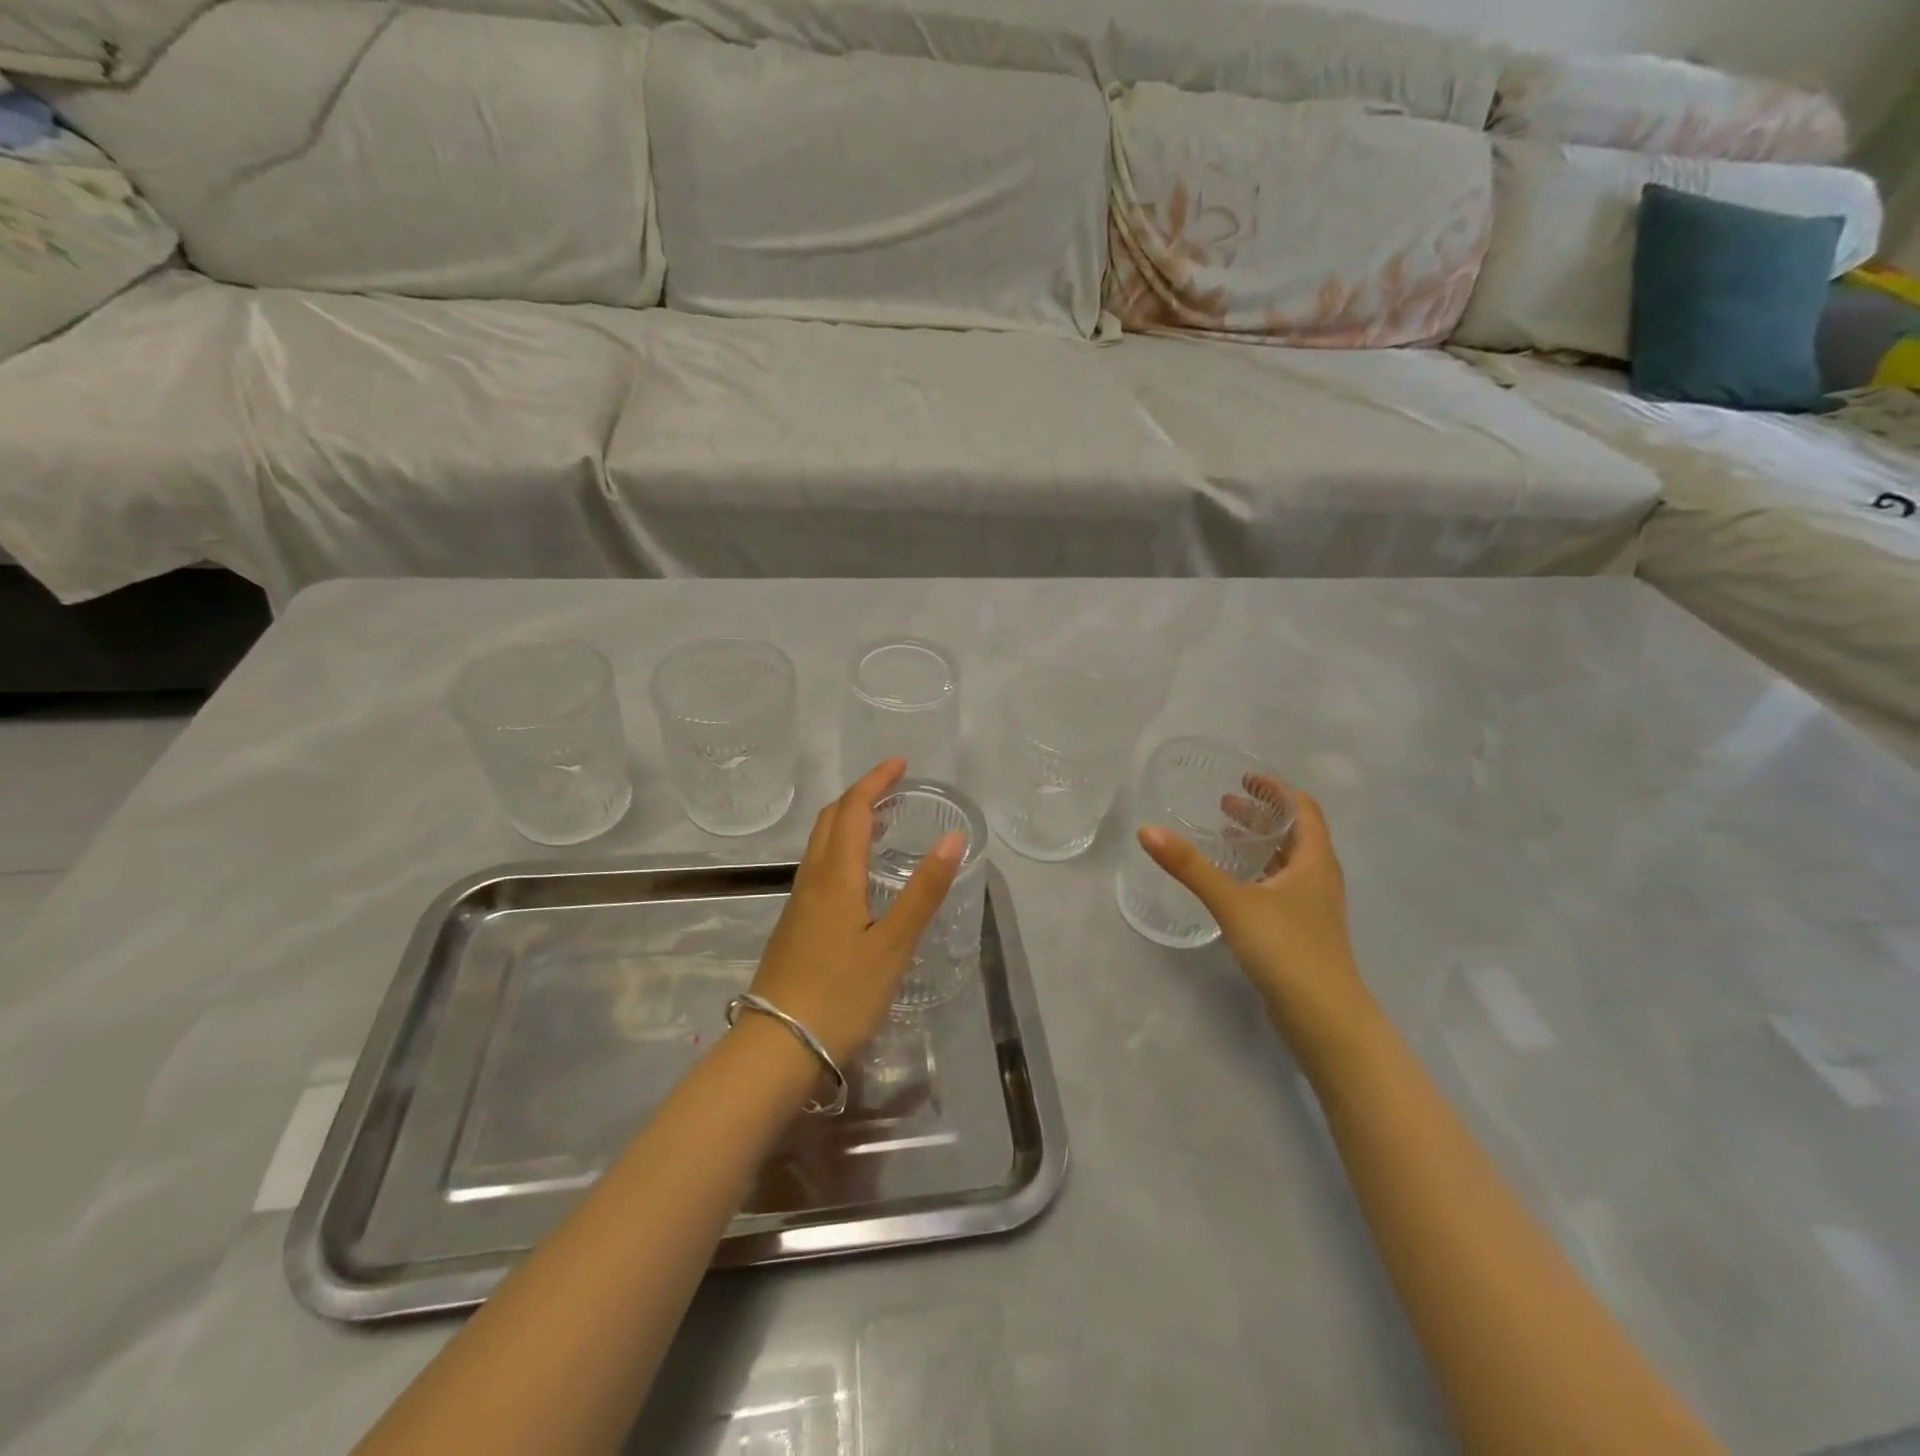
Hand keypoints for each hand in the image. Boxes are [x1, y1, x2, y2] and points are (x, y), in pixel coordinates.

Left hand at [744, 759, 963, 1067]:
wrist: (778, 1048)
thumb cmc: (842, 994)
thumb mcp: (893, 944)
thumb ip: (923, 890)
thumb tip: (953, 837)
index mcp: (835, 876)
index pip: (853, 810)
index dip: (875, 781)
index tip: (900, 763)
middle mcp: (812, 880)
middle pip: (830, 820)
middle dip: (860, 795)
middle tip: (892, 787)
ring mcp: (798, 904)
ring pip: (820, 844)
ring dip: (848, 821)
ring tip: (880, 822)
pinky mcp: (795, 927)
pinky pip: (818, 868)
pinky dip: (841, 849)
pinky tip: (859, 873)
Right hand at [1139, 779, 1378, 1053]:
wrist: (1325, 1020)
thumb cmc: (1287, 949)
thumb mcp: (1234, 902)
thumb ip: (1190, 867)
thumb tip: (1147, 831)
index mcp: (1314, 861)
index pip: (1303, 809)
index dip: (1276, 790)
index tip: (1244, 778)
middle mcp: (1318, 878)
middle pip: (1294, 834)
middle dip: (1261, 815)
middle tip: (1224, 804)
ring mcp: (1311, 908)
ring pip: (1286, 862)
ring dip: (1258, 844)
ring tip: (1223, 836)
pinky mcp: (1300, 932)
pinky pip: (1278, 887)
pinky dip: (1256, 873)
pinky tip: (1231, 884)